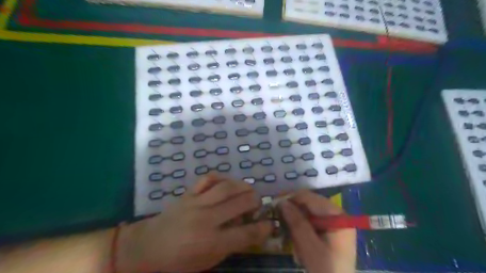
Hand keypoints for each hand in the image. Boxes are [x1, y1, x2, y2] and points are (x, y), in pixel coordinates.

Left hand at [115, 174, 271, 271]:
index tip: (270, 224)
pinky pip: (208, 179)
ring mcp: (197, 203)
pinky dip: (221, 177)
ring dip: (243, 186)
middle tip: (258, 204)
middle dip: (255, 202)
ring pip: (227, 187)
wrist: (147, 247)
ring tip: (248, 190)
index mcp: (211, 243)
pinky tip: (227, 183)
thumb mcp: (206, 262)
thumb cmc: (178, 262)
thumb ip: (229, 245)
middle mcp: (206, 220)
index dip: (263, 228)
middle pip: (240, 203)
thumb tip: (247, 228)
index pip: (246, 233)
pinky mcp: (189, 194)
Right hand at [280, 190, 355, 272]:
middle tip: (277, 216)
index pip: (310, 198)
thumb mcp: (309, 246)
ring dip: (295, 220)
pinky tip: (296, 240)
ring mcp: (333, 223)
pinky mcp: (329, 230)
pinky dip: (301, 228)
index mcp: (337, 215)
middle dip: (293, 210)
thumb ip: (296, 222)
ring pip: (308, 212)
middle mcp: (337, 215)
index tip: (274, 202)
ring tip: (287, 232)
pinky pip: (311, 222)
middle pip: (309, 204)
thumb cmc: (326, 270)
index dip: (291, 197)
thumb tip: (282, 202)